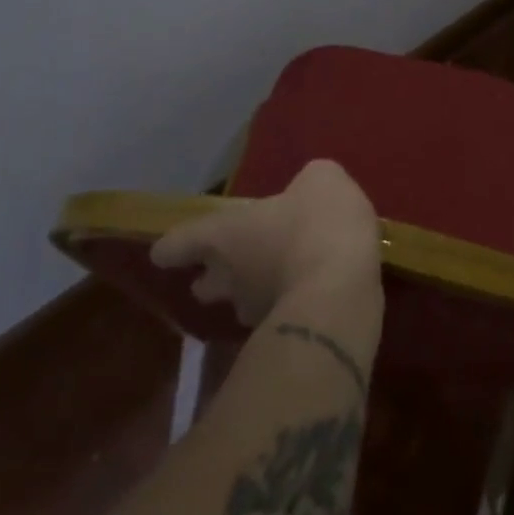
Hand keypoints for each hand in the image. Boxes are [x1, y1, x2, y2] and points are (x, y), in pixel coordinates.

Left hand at [150, 160, 381, 326]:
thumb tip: (308, 190)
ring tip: (284, 277)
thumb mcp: (321, 179)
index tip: (168, 250)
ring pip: (241, 305)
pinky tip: (317, 290)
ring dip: (255, 293)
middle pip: (203, 285)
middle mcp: (229, 278)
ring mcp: (256, 313)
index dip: (171, 247)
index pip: (174, 245)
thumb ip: (307, 182)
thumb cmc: (318, 224)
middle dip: (214, 277)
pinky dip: (292, 304)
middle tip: (237, 263)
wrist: (345, 290)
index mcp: (223, 235)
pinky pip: (280, 316)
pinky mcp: (287, 335)